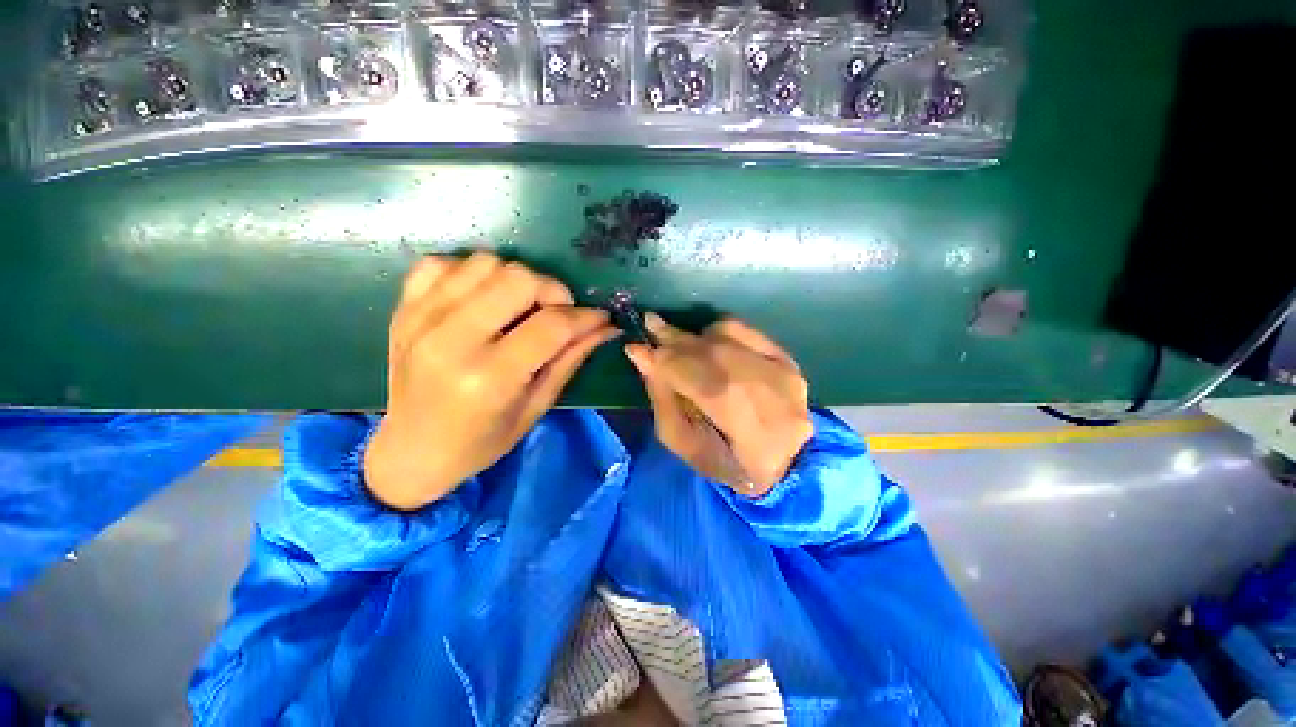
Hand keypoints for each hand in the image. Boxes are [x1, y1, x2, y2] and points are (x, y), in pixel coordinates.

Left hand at [364, 252, 617, 510]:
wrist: (411, 450)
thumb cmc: (481, 441)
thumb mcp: (536, 407)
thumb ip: (571, 360)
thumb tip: (605, 327)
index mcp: (490, 378)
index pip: (552, 326)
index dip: (585, 317)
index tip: (599, 318)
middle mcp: (452, 340)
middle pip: (519, 279)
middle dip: (552, 291)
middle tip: (556, 313)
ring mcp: (421, 319)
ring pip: (486, 263)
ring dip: (514, 280)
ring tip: (518, 307)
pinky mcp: (403, 309)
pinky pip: (442, 262)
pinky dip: (470, 273)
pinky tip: (480, 298)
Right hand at [624, 315, 812, 497]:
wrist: (787, 463)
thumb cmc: (727, 464)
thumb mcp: (685, 444)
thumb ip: (663, 399)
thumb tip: (641, 355)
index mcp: (743, 424)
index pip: (695, 377)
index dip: (664, 360)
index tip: (636, 347)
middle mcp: (766, 389)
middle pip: (711, 353)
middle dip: (674, 339)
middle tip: (650, 325)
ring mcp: (781, 370)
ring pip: (726, 335)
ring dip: (695, 336)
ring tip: (677, 341)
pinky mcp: (787, 359)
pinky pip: (745, 331)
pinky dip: (719, 332)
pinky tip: (707, 342)